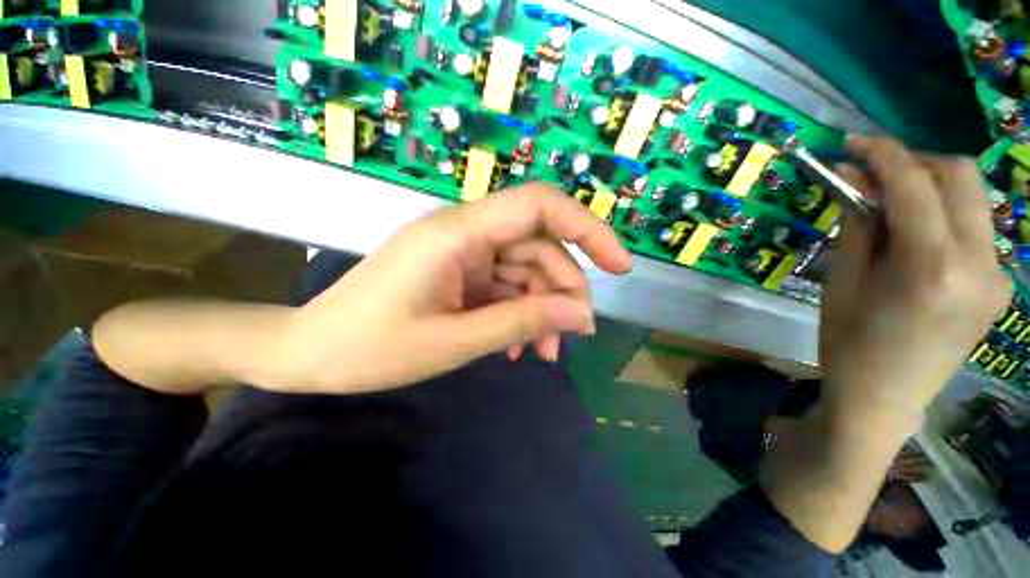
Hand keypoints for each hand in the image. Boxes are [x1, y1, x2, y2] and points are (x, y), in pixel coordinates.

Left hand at [274, 184, 632, 393]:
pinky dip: (518, 313)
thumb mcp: (455, 340)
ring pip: (523, 271)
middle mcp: (464, 232)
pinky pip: (503, 286)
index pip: (540, 206)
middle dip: (563, 290)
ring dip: (541, 309)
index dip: (588, 228)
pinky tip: (518, 347)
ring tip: (545, 354)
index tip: (619, 266)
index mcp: (458, 234)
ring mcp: (461, 253)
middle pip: (537, 247)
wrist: (311, 352)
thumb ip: (521, 322)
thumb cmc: (371, 349)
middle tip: (575, 337)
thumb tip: (581, 315)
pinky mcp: (457, 272)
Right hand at [822, 136, 1011, 421]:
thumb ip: (859, 225)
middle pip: (960, 177)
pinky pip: (976, 228)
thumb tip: (853, 180)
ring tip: (892, 204)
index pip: (915, 185)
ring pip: (973, 199)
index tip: (853, 142)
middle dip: (915, 162)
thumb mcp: (842, 282)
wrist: (885, 397)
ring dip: (931, 187)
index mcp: (932, 268)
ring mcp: (997, 275)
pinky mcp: (999, 284)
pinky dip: (945, 215)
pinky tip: (917, 235)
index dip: (882, 154)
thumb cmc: (849, 343)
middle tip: (874, 173)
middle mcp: (979, 264)